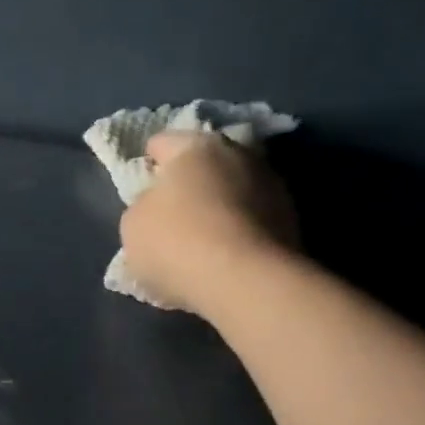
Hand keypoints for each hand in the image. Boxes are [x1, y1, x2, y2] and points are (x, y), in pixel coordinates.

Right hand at [118, 132, 297, 314]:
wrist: (245, 282)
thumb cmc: (176, 243)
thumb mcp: (133, 225)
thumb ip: (143, 205)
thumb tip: (160, 204)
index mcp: (195, 146)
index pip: (162, 143)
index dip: (147, 164)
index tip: (141, 188)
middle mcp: (238, 153)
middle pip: (205, 163)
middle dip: (189, 183)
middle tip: (172, 213)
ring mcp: (272, 185)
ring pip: (233, 189)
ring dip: (218, 206)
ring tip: (201, 239)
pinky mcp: (292, 219)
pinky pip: (252, 219)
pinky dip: (238, 230)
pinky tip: (224, 256)